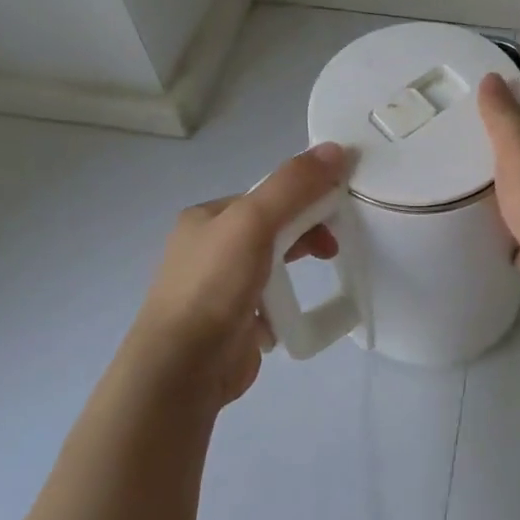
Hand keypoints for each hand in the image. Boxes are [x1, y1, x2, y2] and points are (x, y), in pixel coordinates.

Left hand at [125, 143, 346, 410]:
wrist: (182, 369)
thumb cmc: (214, 286)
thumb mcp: (254, 221)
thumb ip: (293, 185)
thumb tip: (336, 149)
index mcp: (206, 218)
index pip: (265, 195)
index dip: (304, 196)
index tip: (335, 209)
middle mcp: (207, 250)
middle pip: (271, 228)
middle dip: (305, 232)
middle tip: (333, 247)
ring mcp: (218, 290)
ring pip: (271, 266)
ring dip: (296, 268)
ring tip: (320, 277)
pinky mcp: (231, 325)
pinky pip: (269, 303)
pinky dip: (285, 305)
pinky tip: (293, 313)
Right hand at [478, 73, 519, 327]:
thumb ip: (504, 116)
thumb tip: (494, 77)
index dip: (517, 82)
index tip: (483, 76)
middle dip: (499, 135)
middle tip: (455, 129)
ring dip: (499, 185)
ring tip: (455, 178)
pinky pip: (518, 235)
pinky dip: (503, 234)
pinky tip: (477, 233)